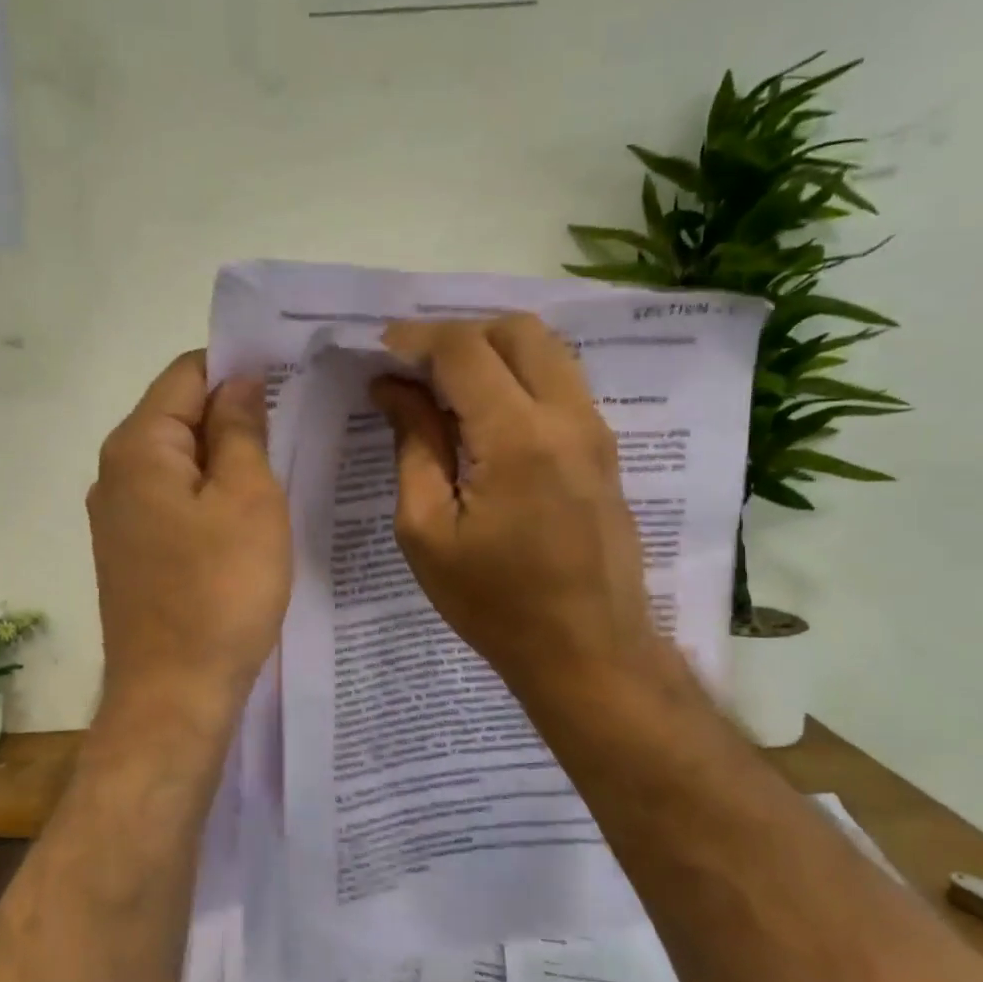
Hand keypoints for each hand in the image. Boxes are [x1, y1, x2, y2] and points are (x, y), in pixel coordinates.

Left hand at [88, 352, 290, 728]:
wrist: (174, 695)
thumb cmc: (219, 591)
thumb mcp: (248, 499)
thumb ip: (241, 429)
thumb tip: (238, 381)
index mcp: (137, 446)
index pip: (186, 373)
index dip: (237, 367)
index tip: (290, 377)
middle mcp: (115, 473)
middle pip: (179, 415)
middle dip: (234, 413)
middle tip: (297, 423)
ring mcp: (119, 517)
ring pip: (180, 462)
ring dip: (226, 458)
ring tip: (281, 465)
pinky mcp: (133, 553)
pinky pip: (175, 501)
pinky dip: (210, 495)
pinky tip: (248, 514)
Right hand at [372, 314, 679, 708]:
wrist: (588, 652)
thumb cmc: (494, 603)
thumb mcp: (427, 531)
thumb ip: (413, 446)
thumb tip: (394, 389)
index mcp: (517, 438)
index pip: (464, 350)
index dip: (414, 340)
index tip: (378, 353)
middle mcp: (567, 416)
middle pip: (516, 329)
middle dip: (457, 334)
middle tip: (413, 368)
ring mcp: (595, 430)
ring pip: (546, 350)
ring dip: (491, 351)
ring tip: (444, 388)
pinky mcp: (604, 449)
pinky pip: (560, 383)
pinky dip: (518, 377)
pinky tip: (483, 416)